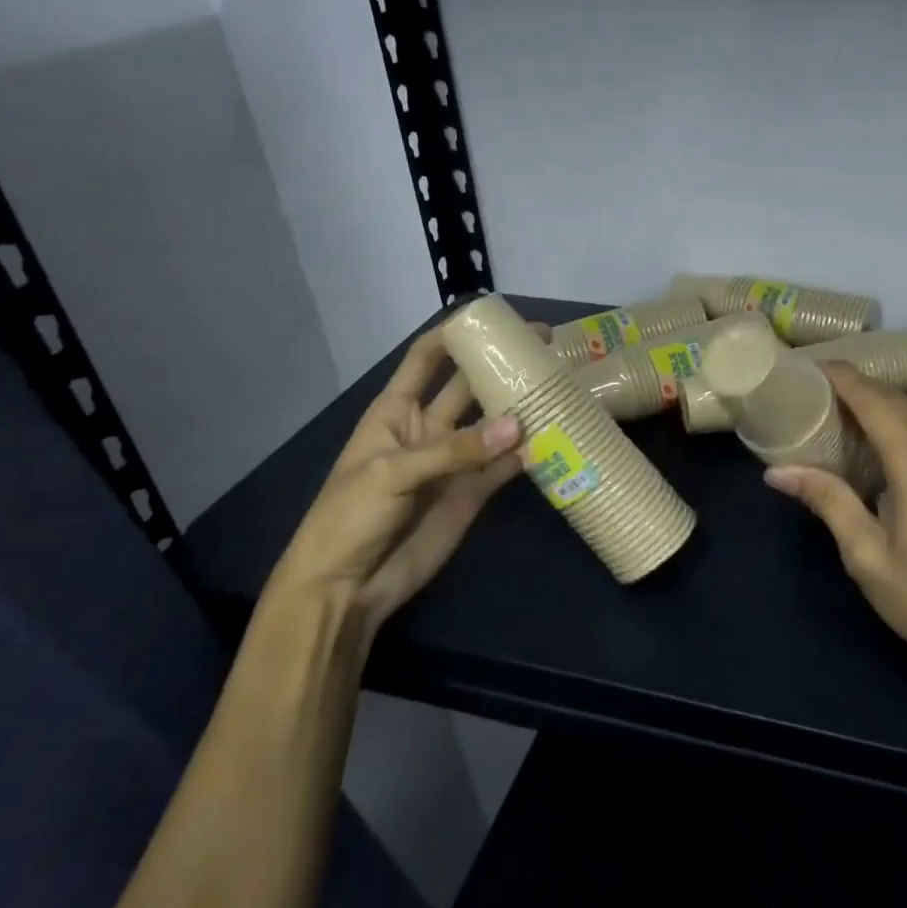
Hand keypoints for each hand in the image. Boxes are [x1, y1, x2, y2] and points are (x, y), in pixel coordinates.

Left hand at [270, 320, 540, 643]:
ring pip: (494, 424)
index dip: (454, 336)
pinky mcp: (473, 493)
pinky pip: (505, 466)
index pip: (426, 359)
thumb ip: (455, 450)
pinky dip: (529, 454)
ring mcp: (454, 461)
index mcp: (396, 411)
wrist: (346, 588)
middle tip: (545, 346)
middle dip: (501, 365)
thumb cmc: (350, 517)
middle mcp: (429, 428)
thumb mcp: (392, 474)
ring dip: (521, 407)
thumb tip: (520, 426)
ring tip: (560, 385)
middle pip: (469, 386)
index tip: (491, 319)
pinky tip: (556, 439)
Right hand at [764, 364, 906, 699]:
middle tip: (825, 396)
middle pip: (900, 400)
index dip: (843, 379)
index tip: (813, 369)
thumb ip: (828, 502)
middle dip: (862, 389)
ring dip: (897, 400)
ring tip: (867, 414)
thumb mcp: (866, 556)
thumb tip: (778, 472)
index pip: (873, 402)